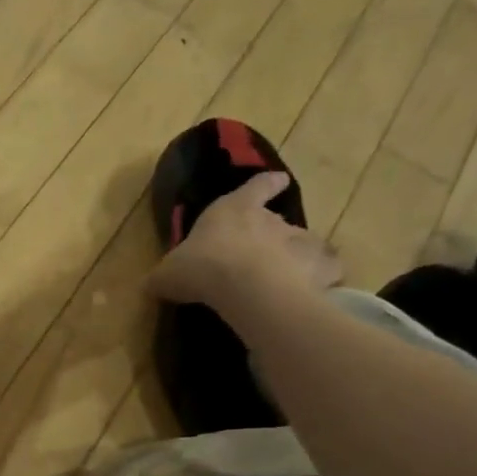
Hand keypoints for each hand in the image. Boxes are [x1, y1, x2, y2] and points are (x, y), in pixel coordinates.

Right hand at [148, 172, 340, 310]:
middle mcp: (272, 220)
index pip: (255, 188)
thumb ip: (162, 277)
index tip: (277, 181)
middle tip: (264, 254)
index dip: (265, 185)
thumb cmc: (202, 267)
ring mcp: (300, 242)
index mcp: (234, 210)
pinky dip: (322, 280)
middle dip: (274, 234)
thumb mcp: (167, 274)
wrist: (246, 287)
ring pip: (306, 244)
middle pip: (279, 221)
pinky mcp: (320, 268)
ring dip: (298, 257)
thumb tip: (150, 284)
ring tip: (289, 277)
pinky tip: (313, 293)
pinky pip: (326, 272)